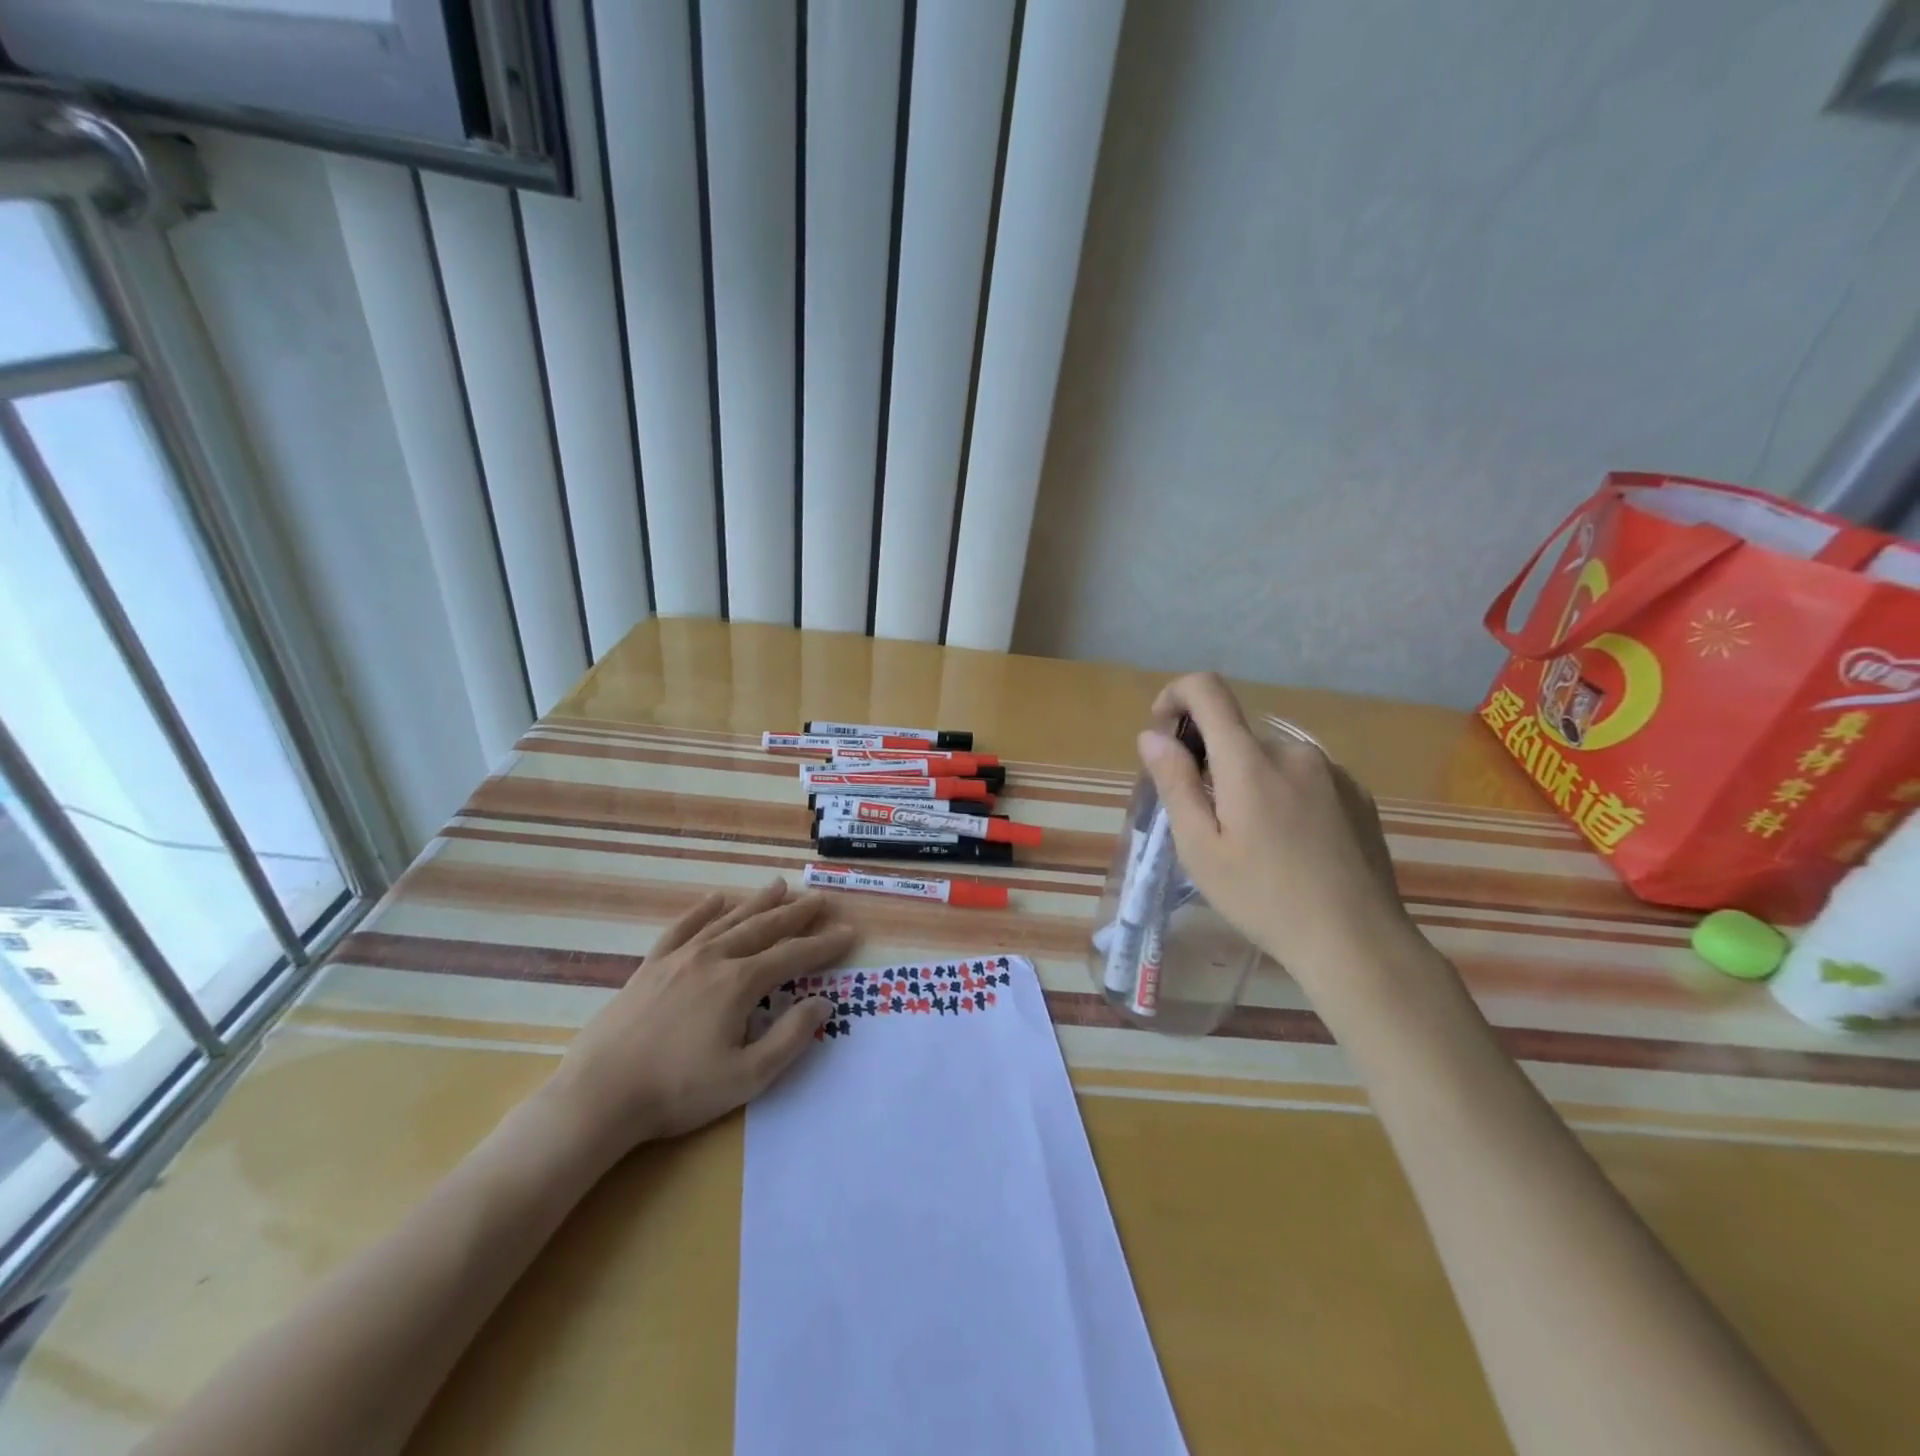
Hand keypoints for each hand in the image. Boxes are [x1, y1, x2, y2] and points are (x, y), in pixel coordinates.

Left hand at [546, 879, 855, 1163]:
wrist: (599, 1095)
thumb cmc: (678, 1091)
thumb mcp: (747, 1077)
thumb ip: (790, 1037)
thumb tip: (823, 1002)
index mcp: (739, 983)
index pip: (793, 956)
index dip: (824, 945)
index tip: (849, 932)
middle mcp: (714, 958)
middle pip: (764, 928)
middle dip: (796, 914)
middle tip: (820, 899)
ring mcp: (679, 958)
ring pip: (728, 921)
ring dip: (757, 903)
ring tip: (780, 886)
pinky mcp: (650, 967)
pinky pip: (683, 928)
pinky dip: (702, 911)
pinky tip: (716, 899)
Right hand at [1137, 673, 1420, 998]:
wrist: (1357, 942)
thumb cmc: (1263, 897)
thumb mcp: (1200, 847)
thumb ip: (1174, 782)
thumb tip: (1152, 735)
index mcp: (1249, 760)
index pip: (1207, 690)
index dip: (1176, 696)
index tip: (1163, 733)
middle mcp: (1293, 751)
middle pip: (1236, 734)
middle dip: (1210, 762)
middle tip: (1205, 821)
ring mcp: (1331, 771)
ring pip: (1269, 759)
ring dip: (1247, 782)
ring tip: (1251, 842)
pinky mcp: (1357, 794)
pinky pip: (1303, 778)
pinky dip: (1282, 795)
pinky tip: (1291, 846)